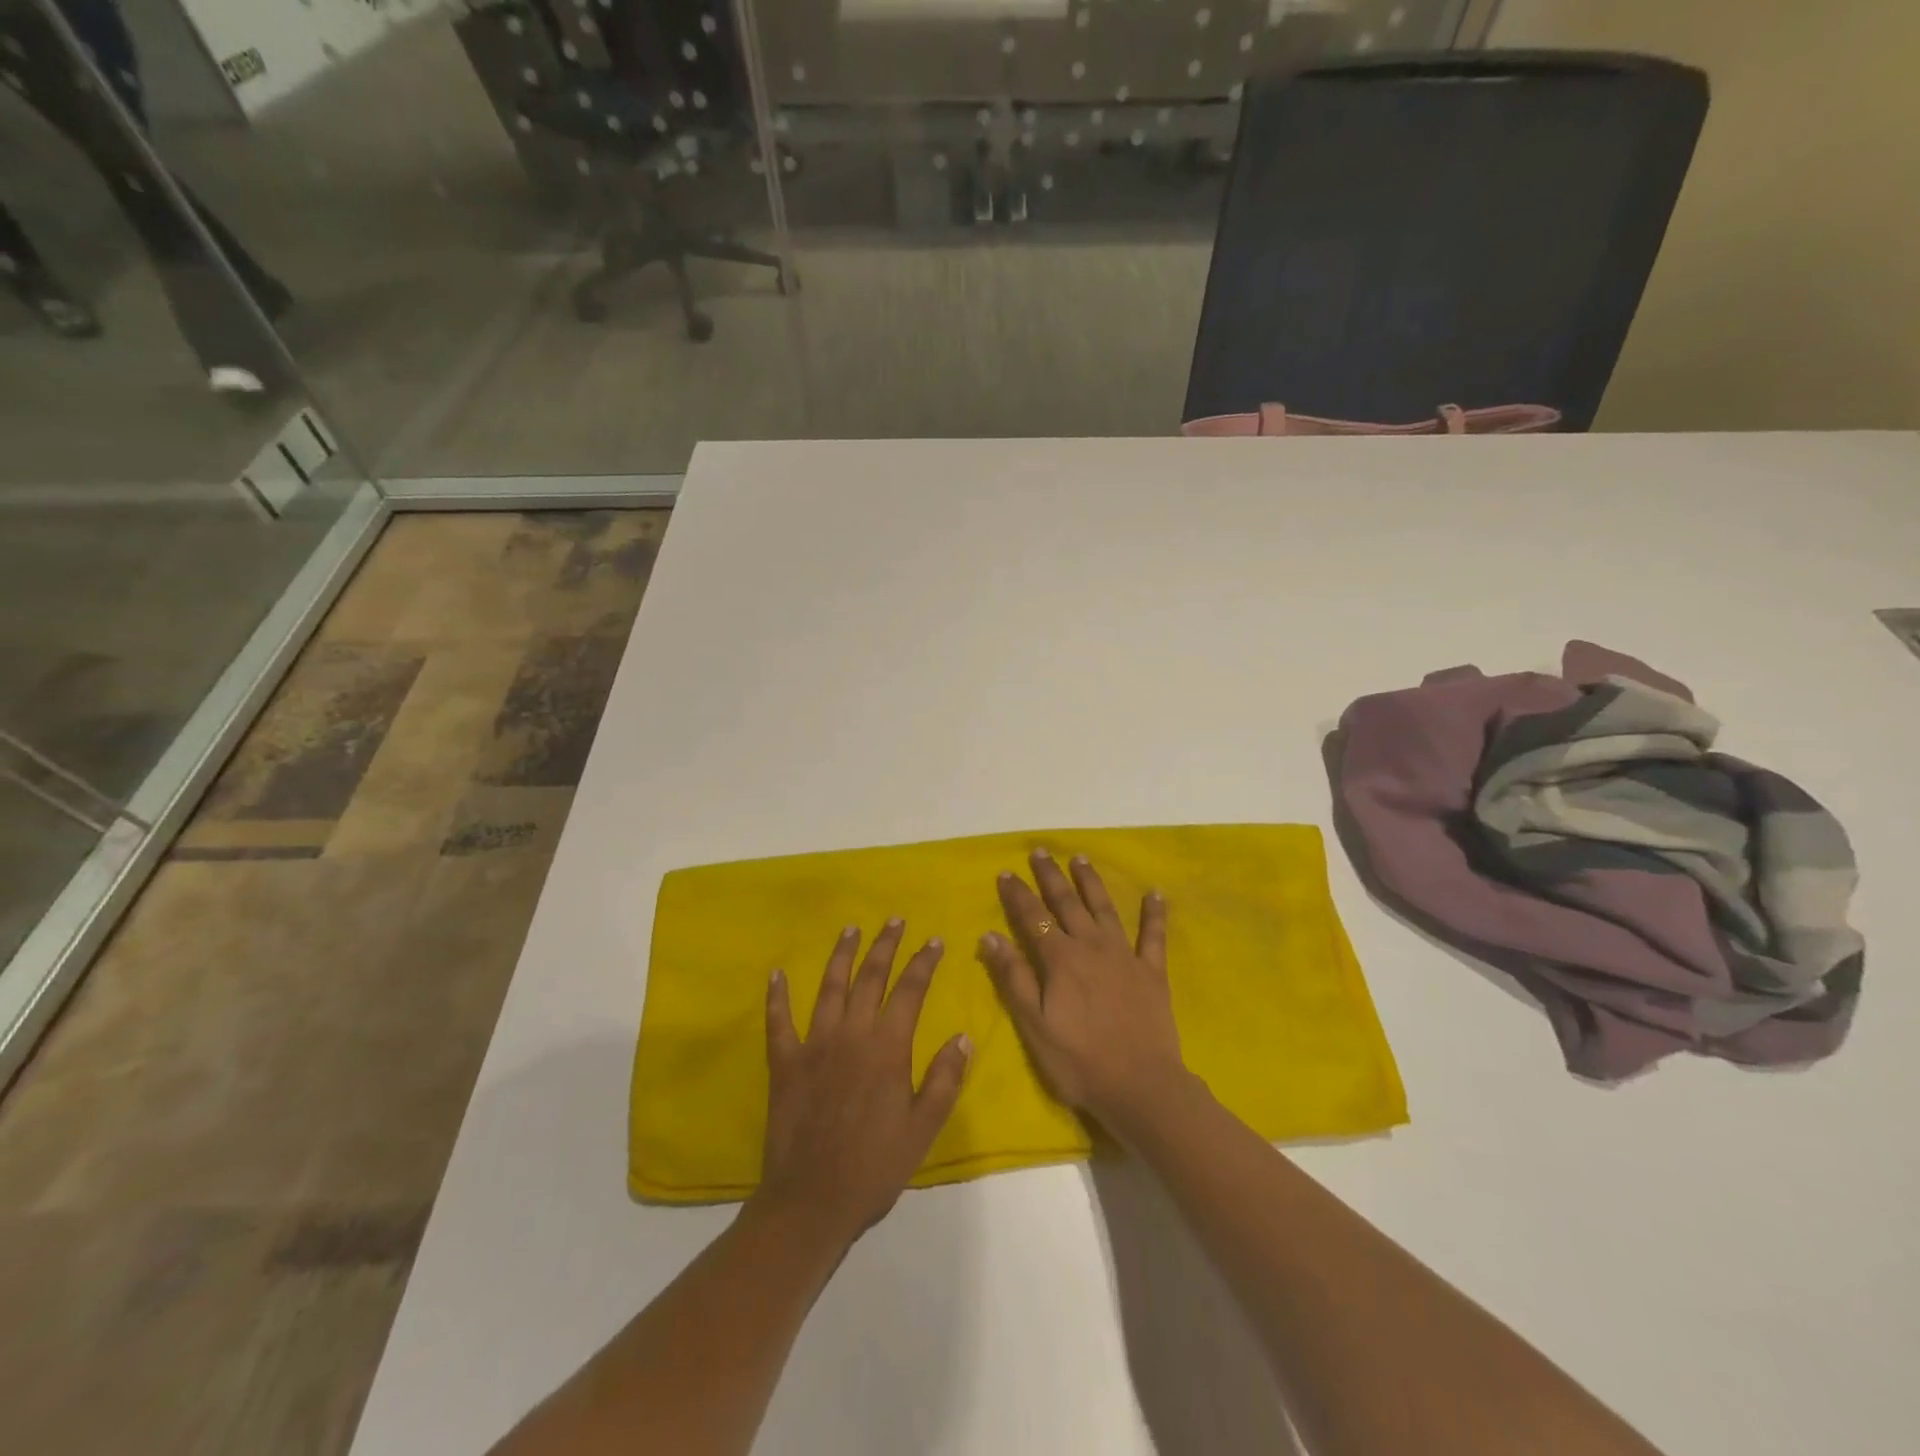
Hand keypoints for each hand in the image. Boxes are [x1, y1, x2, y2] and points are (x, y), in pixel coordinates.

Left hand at [757, 920, 970, 1242]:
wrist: (812, 1200)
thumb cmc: (875, 1166)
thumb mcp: (923, 1127)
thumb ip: (945, 1079)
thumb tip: (963, 1037)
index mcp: (887, 1048)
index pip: (910, 991)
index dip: (923, 963)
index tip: (935, 941)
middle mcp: (851, 1034)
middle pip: (870, 978)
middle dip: (885, 946)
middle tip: (894, 920)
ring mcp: (813, 1045)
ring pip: (829, 988)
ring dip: (841, 956)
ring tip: (851, 929)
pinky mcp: (784, 1062)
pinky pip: (778, 1021)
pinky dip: (777, 996)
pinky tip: (777, 974)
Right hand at [979, 850, 1189, 1135]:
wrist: (1140, 1086)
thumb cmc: (1079, 1061)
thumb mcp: (1034, 1025)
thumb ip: (1014, 978)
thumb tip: (990, 936)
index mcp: (1060, 959)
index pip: (1033, 917)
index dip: (1018, 894)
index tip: (1006, 872)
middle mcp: (1091, 946)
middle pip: (1067, 903)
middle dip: (1051, 876)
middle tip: (1040, 851)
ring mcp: (1124, 956)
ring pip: (1104, 909)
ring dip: (1091, 882)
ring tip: (1080, 858)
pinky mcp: (1152, 972)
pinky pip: (1153, 935)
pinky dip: (1154, 913)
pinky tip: (1154, 893)